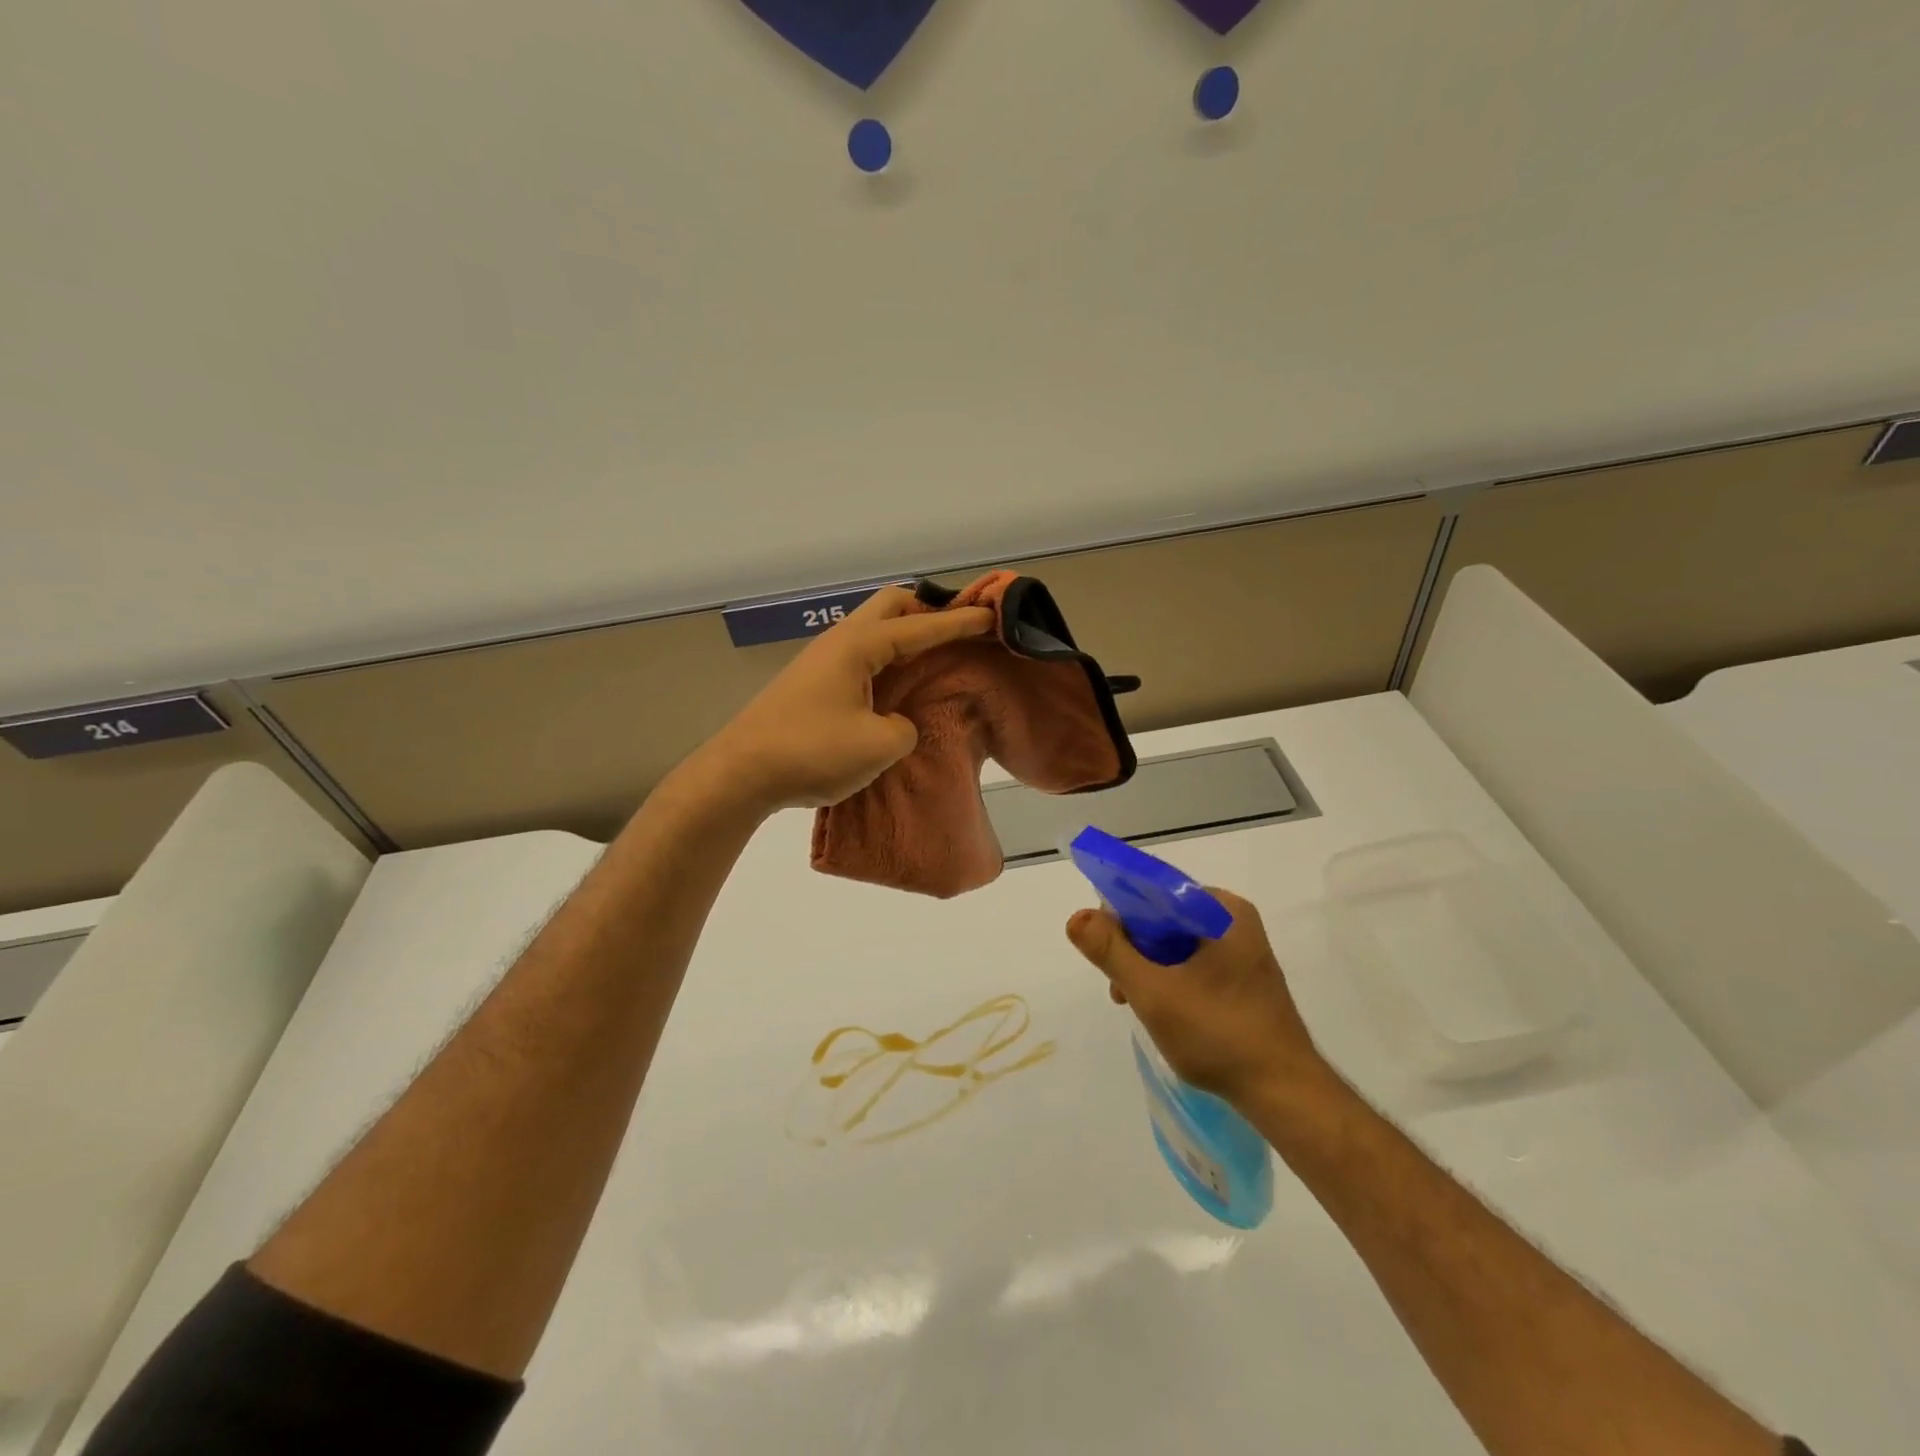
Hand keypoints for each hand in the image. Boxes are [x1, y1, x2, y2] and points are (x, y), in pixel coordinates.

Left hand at [702, 587, 994, 811]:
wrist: (741, 773)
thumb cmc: (811, 752)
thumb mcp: (877, 746)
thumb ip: (903, 728)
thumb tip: (895, 723)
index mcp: (858, 646)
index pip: (920, 626)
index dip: (958, 622)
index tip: (990, 616)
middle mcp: (839, 642)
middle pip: (891, 606)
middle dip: (928, 611)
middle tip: (957, 633)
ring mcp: (822, 660)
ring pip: (873, 630)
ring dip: (905, 636)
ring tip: (933, 658)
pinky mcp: (813, 683)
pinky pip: (861, 655)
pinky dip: (887, 659)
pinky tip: (896, 685)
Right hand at [1065, 890, 1323, 1106]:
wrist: (1284, 1092)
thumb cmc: (1218, 1035)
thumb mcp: (1152, 992)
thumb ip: (1110, 951)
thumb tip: (1076, 917)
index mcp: (1221, 909)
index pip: (1154, 890)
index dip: (1120, 914)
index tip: (1103, 949)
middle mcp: (1234, 919)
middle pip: (1163, 916)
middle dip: (1134, 947)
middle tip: (1120, 988)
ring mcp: (1242, 948)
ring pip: (1175, 941)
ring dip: (1148, 966)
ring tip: (1135, 1003)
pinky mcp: (1243, 975)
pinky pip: (1193, 960)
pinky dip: (1170, 977)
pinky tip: (1161, 1009)